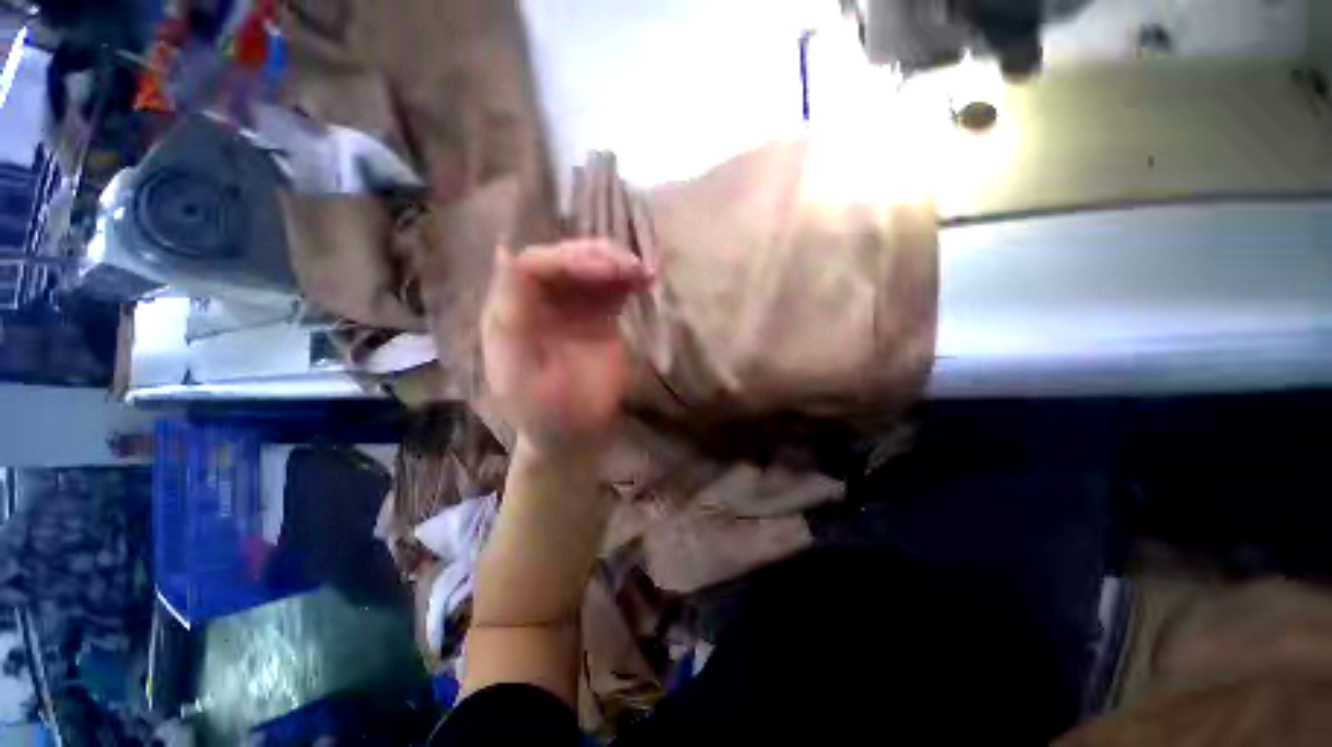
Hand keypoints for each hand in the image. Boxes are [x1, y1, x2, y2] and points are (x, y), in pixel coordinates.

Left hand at [481, 239, 653, 454]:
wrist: (576, 433)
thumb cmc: (545, 412)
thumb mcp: (520, 373)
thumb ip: (512, 318)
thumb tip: (505, 254)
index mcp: (513, 313)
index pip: (531, 266)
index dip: (566, 259)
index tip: (605, 271)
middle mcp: (541, 302)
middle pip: (564, 259)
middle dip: (597, 257)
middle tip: (632, 268)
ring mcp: (572, 307)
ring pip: (590, 267)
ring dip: (617, 263)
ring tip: (642, 273)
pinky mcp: (599, 316)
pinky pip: (613, 288)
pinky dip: (629, 280)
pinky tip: (646, 281)